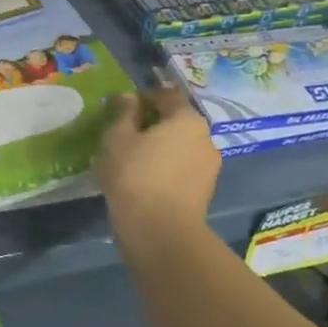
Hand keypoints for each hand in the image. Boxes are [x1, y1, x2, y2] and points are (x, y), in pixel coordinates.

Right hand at [96, 88, 220, 241]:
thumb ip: (124, 112)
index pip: (167, 95)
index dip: (144, 96)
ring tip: (132, 160)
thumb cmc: (135, 175)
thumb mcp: (118, 137)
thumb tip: (130, 97)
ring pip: (180, 147)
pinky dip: (165, 167)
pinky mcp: (204, 191)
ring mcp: (209, 167)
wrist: (160, 231)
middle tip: (124, 134)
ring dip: (160, 147)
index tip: (122, 107)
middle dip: (152, 123)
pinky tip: (144, 180)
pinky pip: (182, 169)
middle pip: (176, 121)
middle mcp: (205, 138)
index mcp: (187, 119)